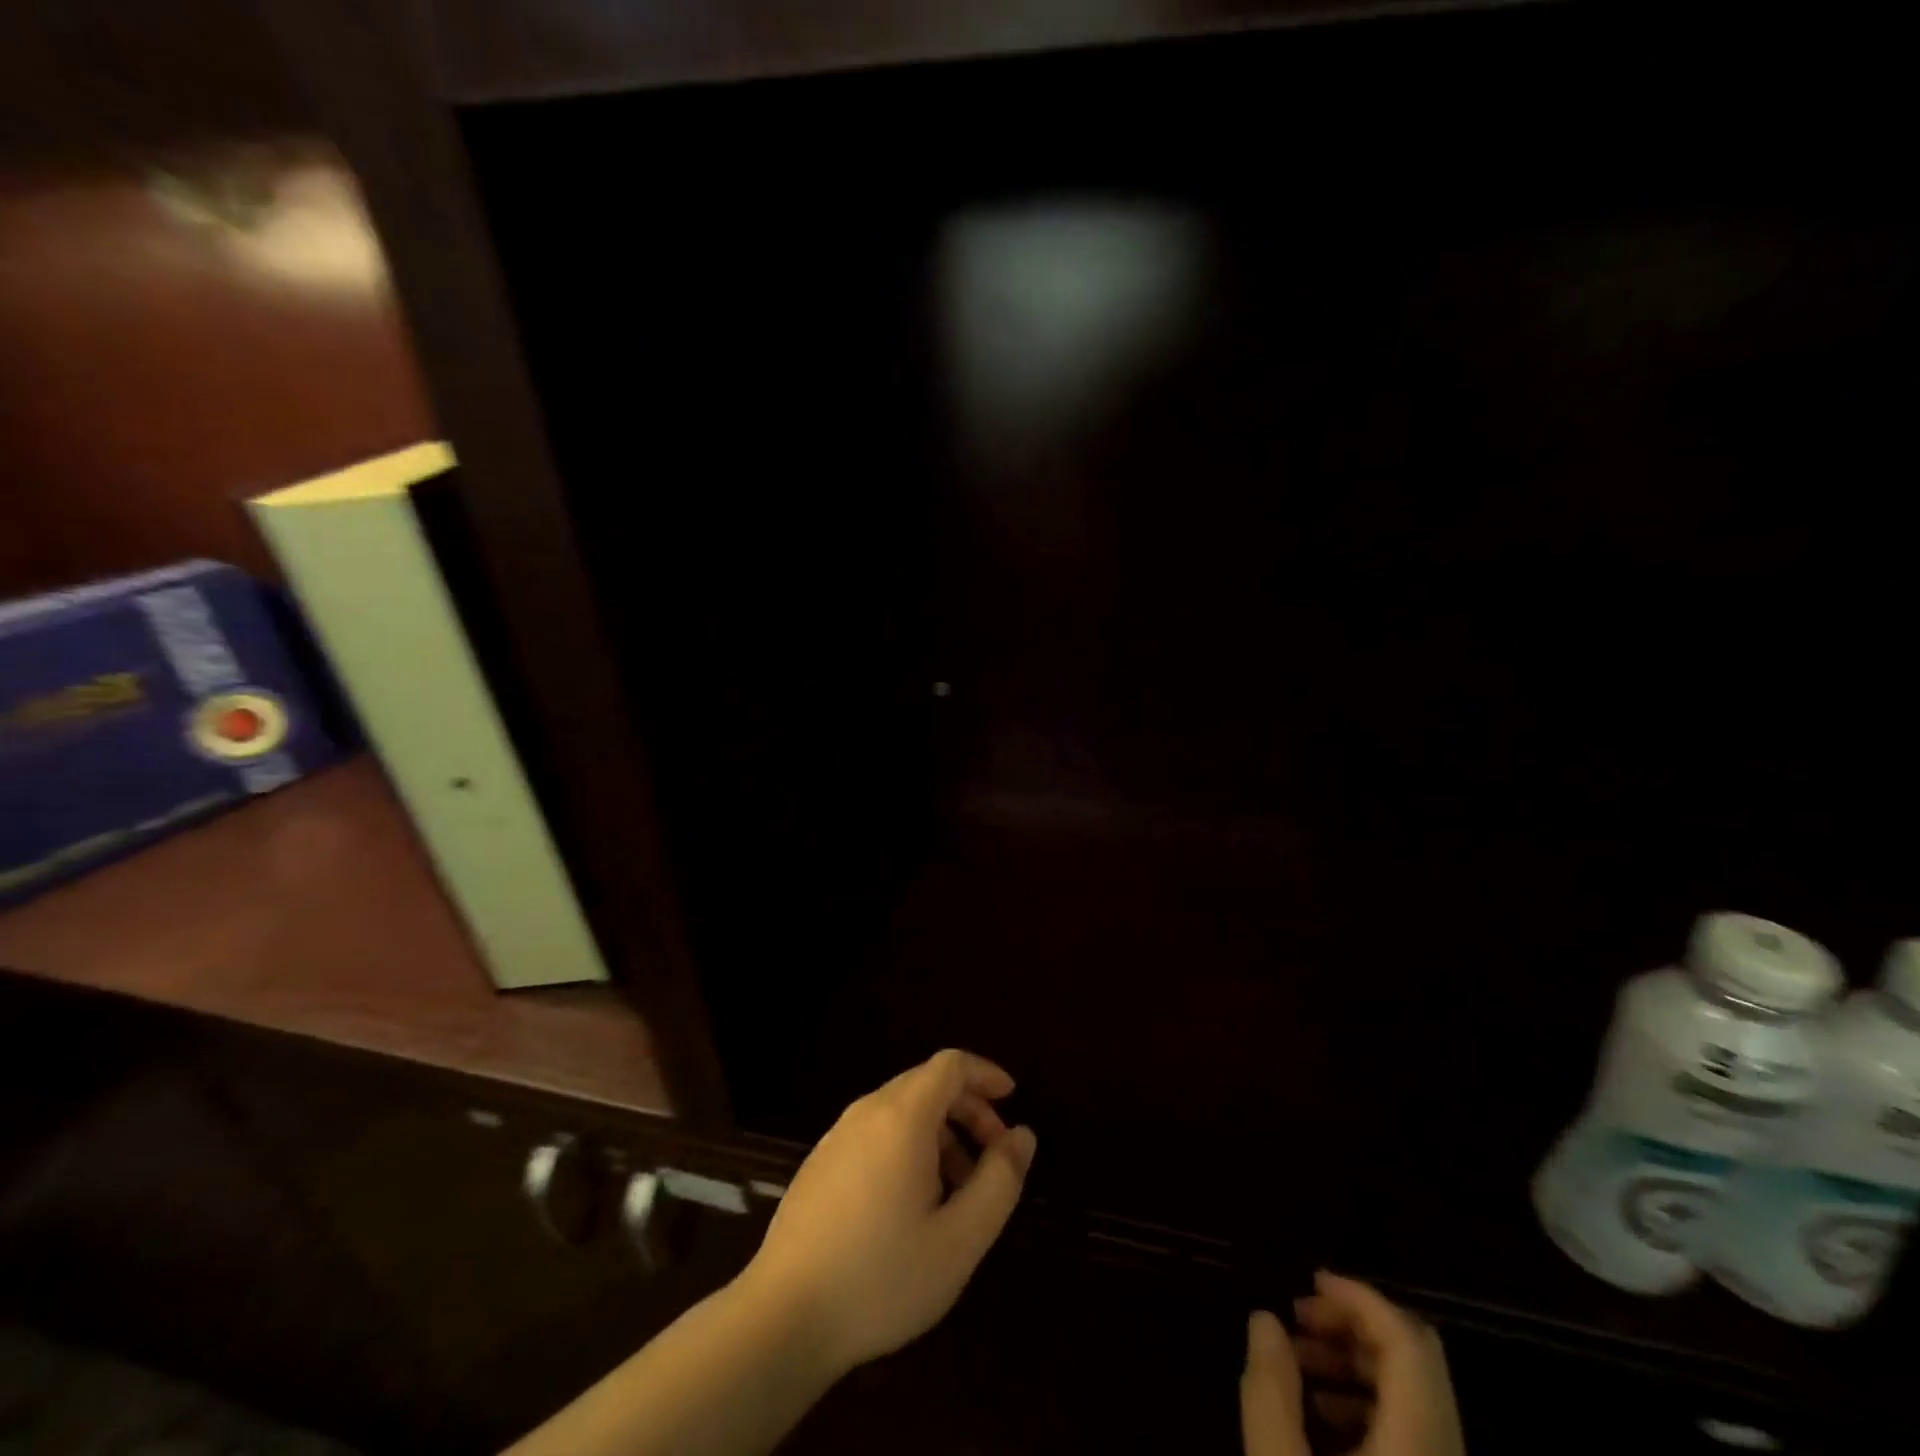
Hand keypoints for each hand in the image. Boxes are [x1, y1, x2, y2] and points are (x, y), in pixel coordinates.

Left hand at [739, 1049, 1037, 1377]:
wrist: (782, 1317)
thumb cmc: (881, 1278)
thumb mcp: (959, 1240)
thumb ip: (999, 1181)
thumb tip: (1023, 1135)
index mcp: (902, 1117)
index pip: (950, 1065)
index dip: (985, 1074)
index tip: (1012, 1099)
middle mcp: (867, 1111)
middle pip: (927, 1084)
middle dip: (968, 1108)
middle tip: (994, 1155)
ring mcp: (838, 1135)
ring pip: (901, 1110)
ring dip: (941, 1133)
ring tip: (959, 1189)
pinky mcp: (820, 1162)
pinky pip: (876, 1132)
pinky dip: (909, 1146)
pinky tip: (913, 1203)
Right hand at [1242, 1271, 1464, 1455]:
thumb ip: (1271, 1390)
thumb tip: (1265, 1318)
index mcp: (1421, 1442)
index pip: (1408, 1341)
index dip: (1361, 1298)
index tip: (1309, 1281)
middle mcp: (1447, 1452)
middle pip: (1415, 1360)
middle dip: (1352, 1325)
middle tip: (1297, 1319)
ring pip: (1415, 1394)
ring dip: (1355, 1362)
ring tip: (1297, 1363)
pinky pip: (1414, 1430)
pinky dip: (1368, 1402)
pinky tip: (1319, 1416)